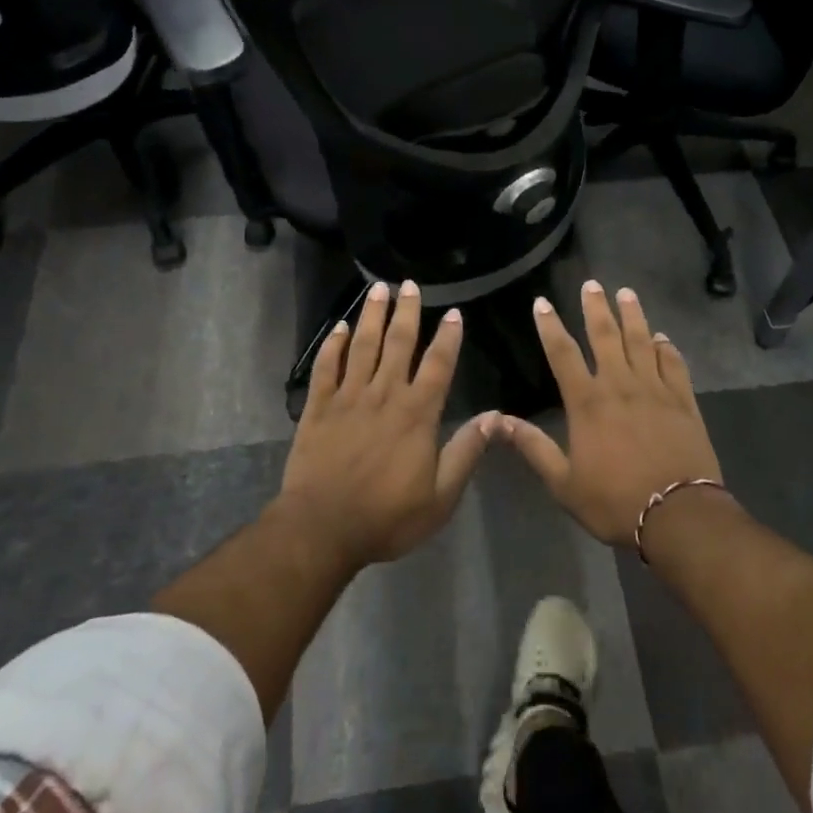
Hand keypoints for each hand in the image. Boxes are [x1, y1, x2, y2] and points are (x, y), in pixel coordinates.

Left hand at [276, 280, 491, 567]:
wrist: (323, 528)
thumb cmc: (387, 516)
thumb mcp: (440, 496)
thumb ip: (466, 452)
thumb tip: (494, 417)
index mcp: (417, 413)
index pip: (438, 365)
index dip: (448, 337)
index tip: (453, 312)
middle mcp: (384, 394)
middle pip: (398, 344)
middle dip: (406, 312)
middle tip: (409, 284)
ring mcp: (348, 397)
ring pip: (362, 346)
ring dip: (371, 316)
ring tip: (377, 289)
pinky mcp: (318, 407)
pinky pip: (325, 367)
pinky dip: (332, 345)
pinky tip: (338, 327)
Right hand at [495, 282, 722, 546]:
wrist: (678, 515)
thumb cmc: (615, 501)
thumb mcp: (563, 483)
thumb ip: (534, 447)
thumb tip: (499, 421)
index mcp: (588, 402)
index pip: (563, 354)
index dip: (550, 326)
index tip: (542, 302)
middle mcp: (620, 385)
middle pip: (606, 336)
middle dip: (596, 308)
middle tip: (592, 284)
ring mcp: (655, 390)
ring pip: (642, 342)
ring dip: (633, 316)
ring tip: (626, 293)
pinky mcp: (683, 401)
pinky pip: (674, 365)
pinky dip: (667, 349)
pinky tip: (662, 338)